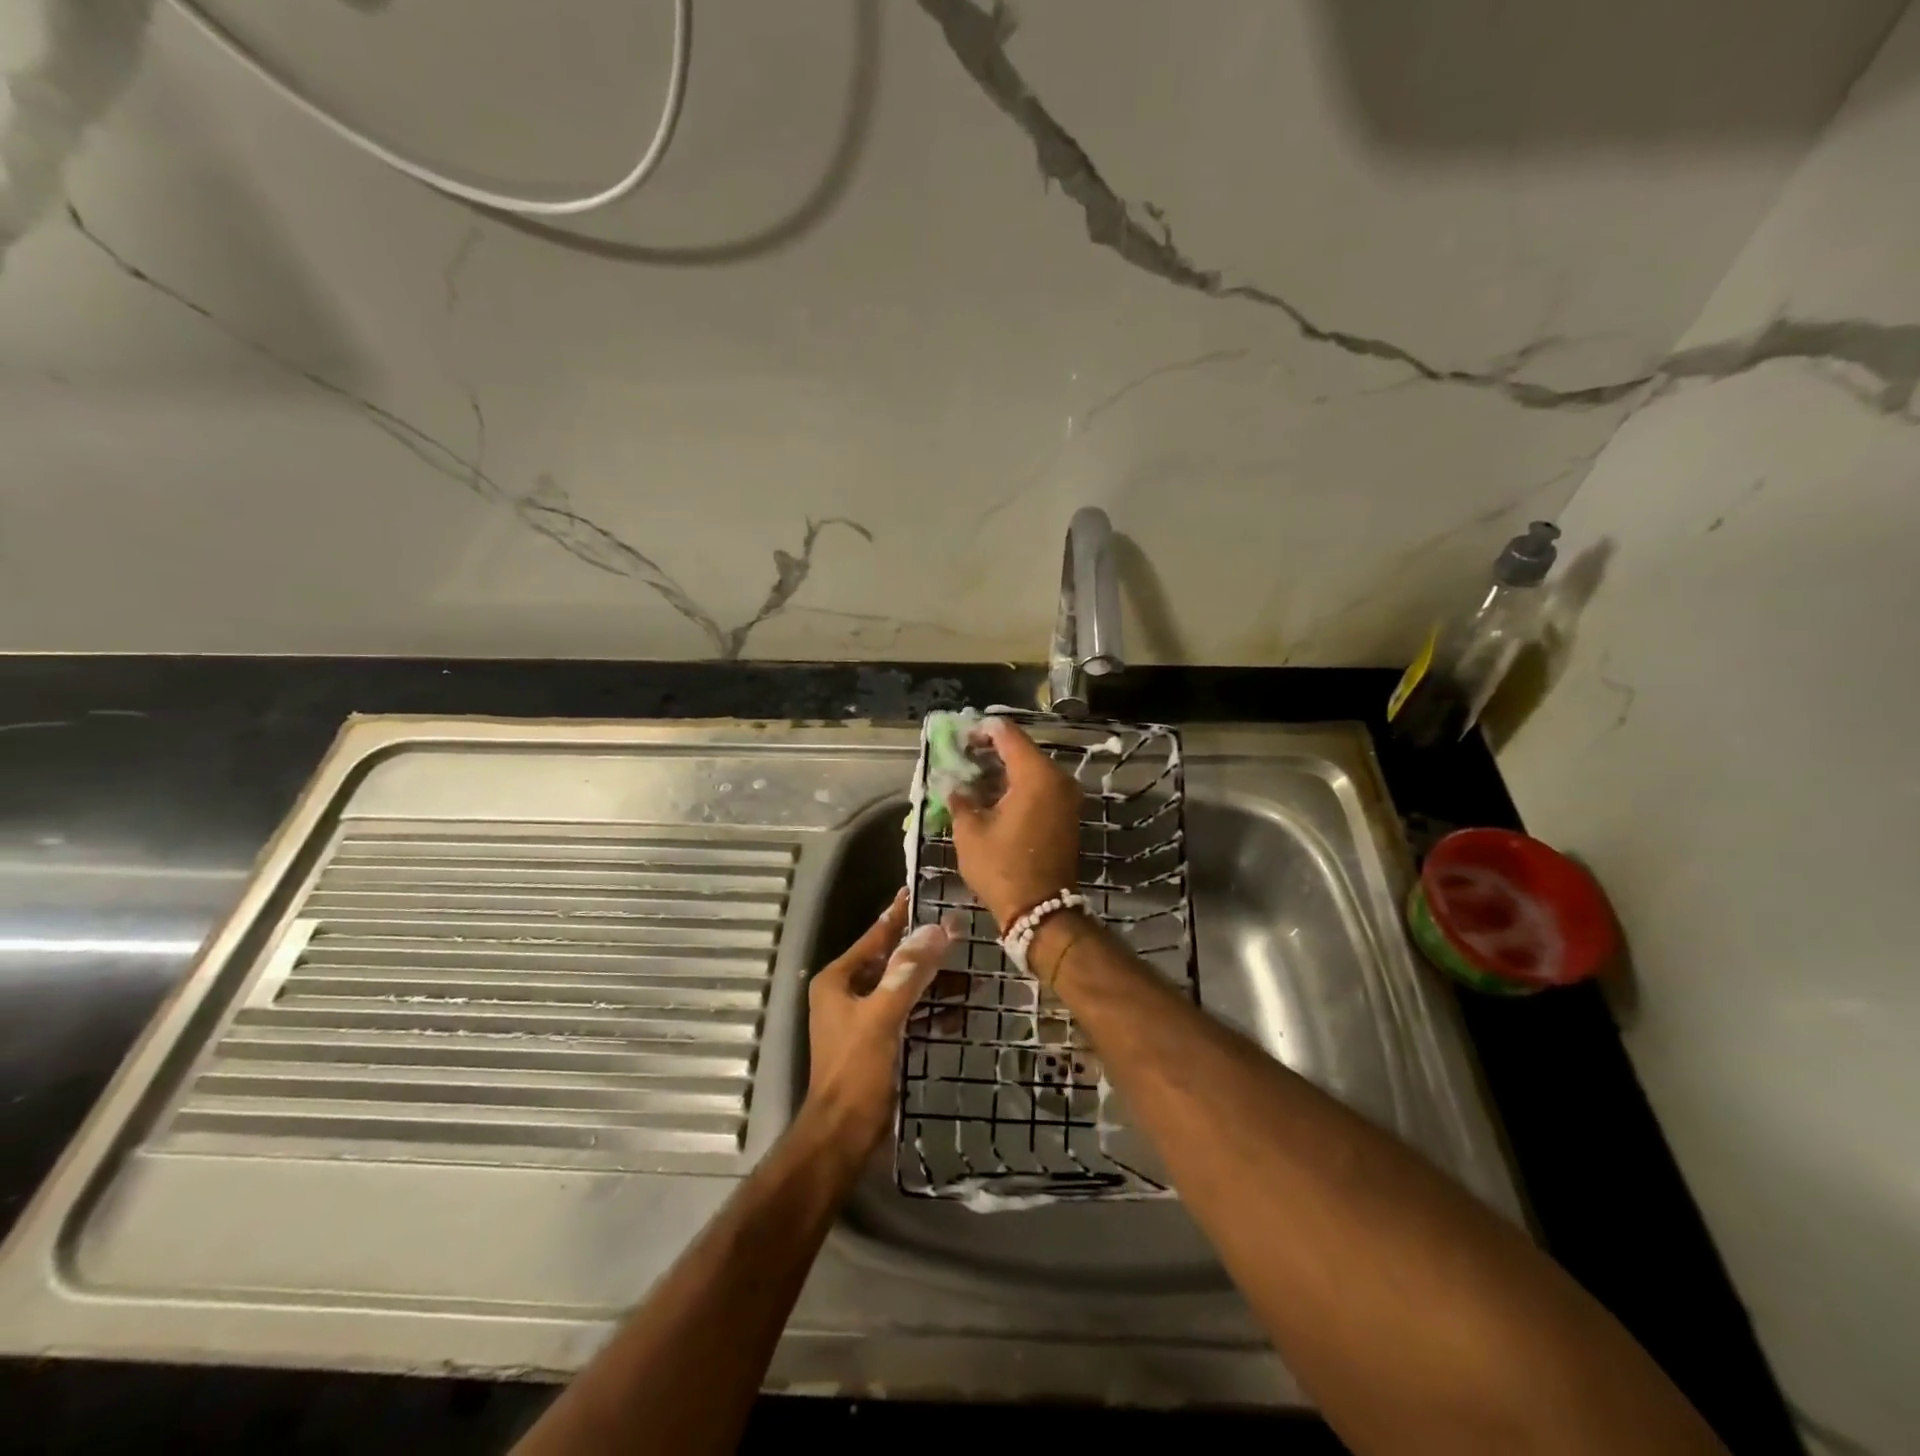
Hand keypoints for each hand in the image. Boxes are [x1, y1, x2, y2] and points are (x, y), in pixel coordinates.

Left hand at [807, 890, 955, 1154]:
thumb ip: (909, 972)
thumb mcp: (883, 1015)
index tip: (923, 893)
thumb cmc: (856, 1070)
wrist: (842, 1135)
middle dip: (926, 951)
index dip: (900, 915)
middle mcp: (848, 993)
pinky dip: (931, 1011)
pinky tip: (960, 1011)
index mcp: (839, 980)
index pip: (875, 936)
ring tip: (971, 976)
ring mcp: (863, 1018)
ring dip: (934, 983)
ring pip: (904, 988)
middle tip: (961, 934)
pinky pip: (909, 1015)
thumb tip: (937, 929)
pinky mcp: (879, 1041)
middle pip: (893, 961)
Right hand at [948, 717, 1081, 929]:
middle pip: (1021, 750)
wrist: (1041, 911)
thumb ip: (960, 799)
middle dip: (991, 751)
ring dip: (1003, 770)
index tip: (959, 736)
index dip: (982, 730)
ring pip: (1031, 769)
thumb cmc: (1002, 868)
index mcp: (1036, 775)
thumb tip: (952, 784)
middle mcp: (1058, 779)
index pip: (1007, 735)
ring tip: (971, 776)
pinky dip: (1016, 785)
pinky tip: (991, 795)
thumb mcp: (970, 832)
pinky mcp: (1066, 814)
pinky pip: (1039, 787)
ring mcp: (1066, 797)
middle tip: (961, 756)